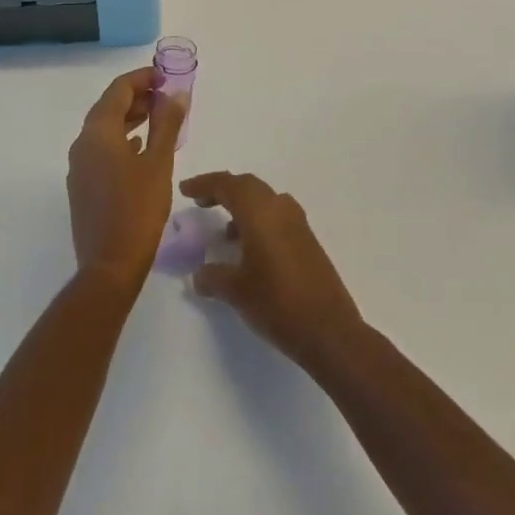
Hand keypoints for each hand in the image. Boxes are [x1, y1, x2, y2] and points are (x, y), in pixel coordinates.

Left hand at [67, 69, 185, 288]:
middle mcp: (82, 143)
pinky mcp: (83, 185)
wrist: (109, 265)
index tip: (164, 76)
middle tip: (165, 96)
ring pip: (104, 129)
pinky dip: (121, 140)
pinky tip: (141, 147)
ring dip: (129, 118)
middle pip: (108, 107)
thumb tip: (176, 94)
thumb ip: (167, 124)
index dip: (141, 78)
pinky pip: (101, 149)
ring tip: (158, 117)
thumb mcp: (159, 163)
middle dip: (136, 97)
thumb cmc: (138, 209)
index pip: (118, 90)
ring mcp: (79, 165)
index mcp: (98, 132)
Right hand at [180, 172, 367, 372]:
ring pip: (264, 200)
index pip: (226, 184)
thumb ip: (213, 277)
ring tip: (225, 233)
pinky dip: (259, 222)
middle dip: (223, 190)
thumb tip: (199, 275)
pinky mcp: (308, 240)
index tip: (185, 190)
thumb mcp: (236, 291)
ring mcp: (297, 223)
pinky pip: (277, 217)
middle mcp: (279, 208)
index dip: (204, 184)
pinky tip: (250, 250)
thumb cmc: (276, 303)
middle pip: (247, 186)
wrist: (329, 331)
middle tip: (202, 202)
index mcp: (259, 211)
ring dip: (243, 207)